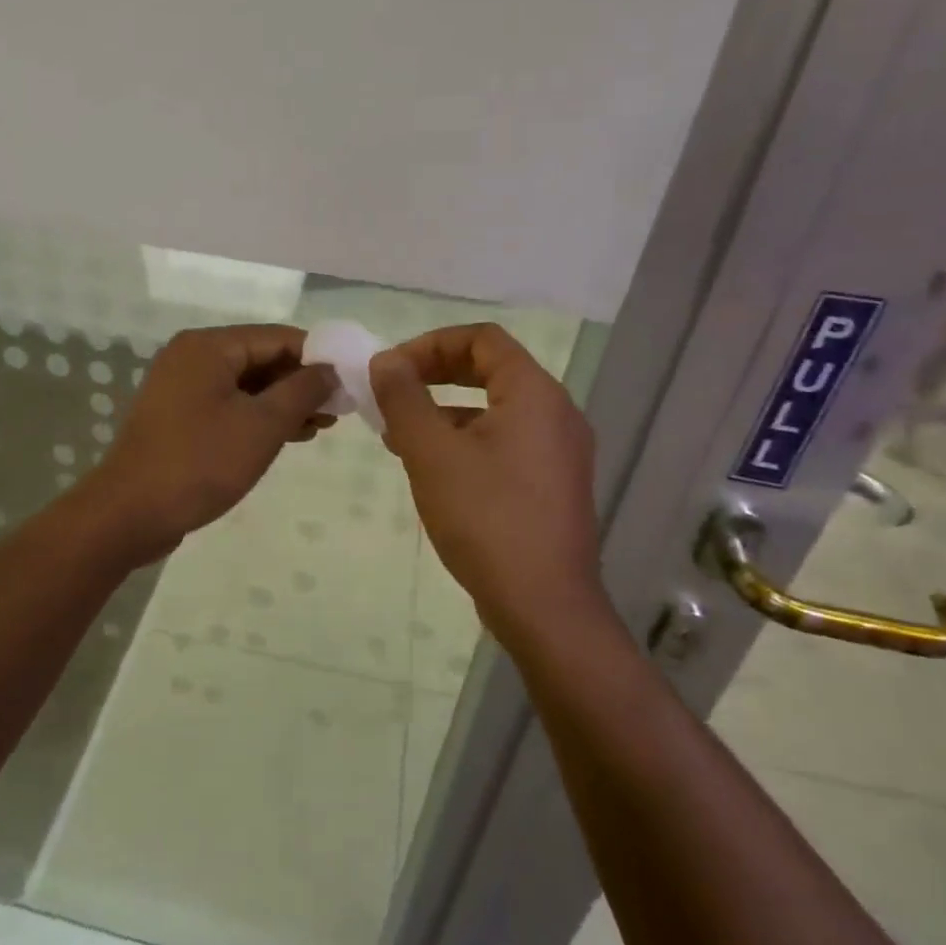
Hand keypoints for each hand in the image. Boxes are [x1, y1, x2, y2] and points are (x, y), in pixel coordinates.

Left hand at [86, 325, 336, 562]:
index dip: (318, 357)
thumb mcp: (262, 425)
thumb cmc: (200, 463)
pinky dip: (258, 417)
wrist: (130, 513)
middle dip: (301, 383)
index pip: (278, 337)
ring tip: (321, 426)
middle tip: (338, 411)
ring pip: (246, 385)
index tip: (350, 382)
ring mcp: (181, 388)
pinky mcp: (179, 418)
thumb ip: (302, 391)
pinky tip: (288, 436)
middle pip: (261, 358)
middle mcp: (192, 357)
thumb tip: (329, 370)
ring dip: (283, 403)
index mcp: (209, 346)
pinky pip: (228, 406)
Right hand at [368, 323, 609, 646]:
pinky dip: (465, 441)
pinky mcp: (552, 485)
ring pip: (495, 409)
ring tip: (397, 435)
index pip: (482, 339)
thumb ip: (404, 398)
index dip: (430, 344)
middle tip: (391, 394)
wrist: (543, 605)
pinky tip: (430, 469)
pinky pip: (505, 442)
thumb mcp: (431, 452)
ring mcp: (559, 452)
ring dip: (444, 411)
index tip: (391, 371)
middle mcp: (556, 414)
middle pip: (490, 370)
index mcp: (534, 394)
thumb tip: (386, 361)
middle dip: (434, 376)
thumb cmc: (485, 518)